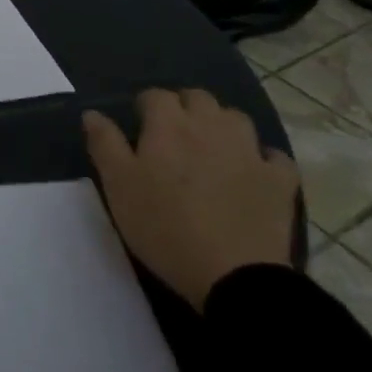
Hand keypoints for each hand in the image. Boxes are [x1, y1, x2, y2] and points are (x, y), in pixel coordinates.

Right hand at [84, 88, 298, 310]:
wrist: (234, 276)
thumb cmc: (164, 226)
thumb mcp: (119, 186)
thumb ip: (104, 143)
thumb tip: (92, 112)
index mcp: (169, 124)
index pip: (155, 95)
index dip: (145, 106)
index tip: (139, 125)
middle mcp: (210, 125)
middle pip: (197, 98)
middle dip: (184, 107)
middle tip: (172, 134)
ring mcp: (249, 151)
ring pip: (235, 118)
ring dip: (221, 124)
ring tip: (210, 147)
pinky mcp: (279, 181)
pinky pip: (273, 156)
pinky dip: (262, 158)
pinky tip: (253, 171)